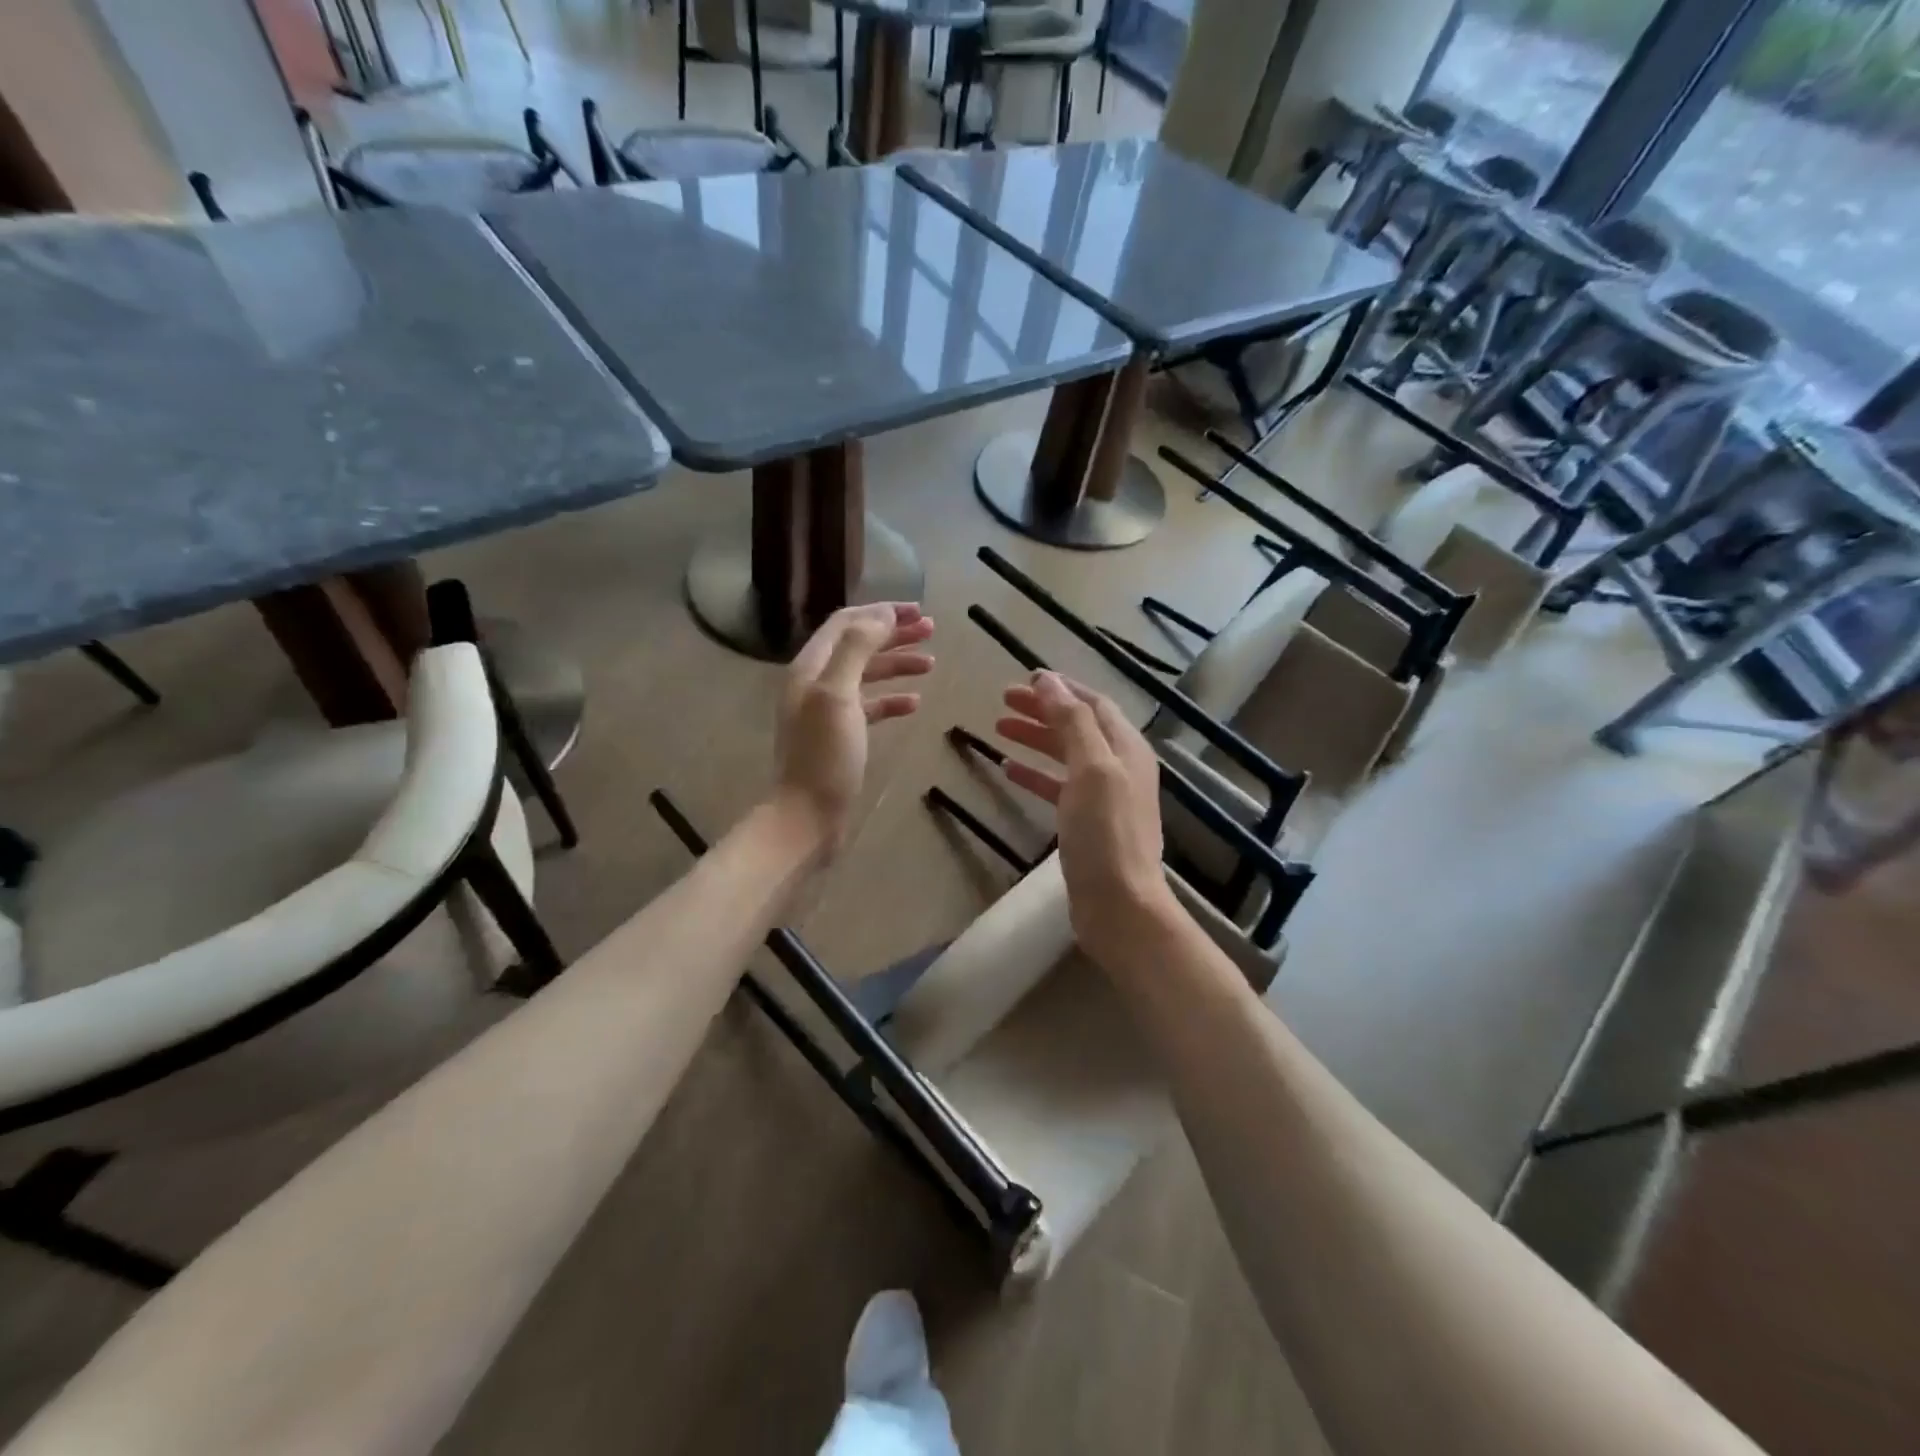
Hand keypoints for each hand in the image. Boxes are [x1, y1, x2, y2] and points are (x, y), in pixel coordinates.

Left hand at [773, 603, 934, 859]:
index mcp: (810, 667)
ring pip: (866, 675)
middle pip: (857, 645)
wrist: (807, 817)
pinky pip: (869, 707)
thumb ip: (857, 649)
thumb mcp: (837, 694)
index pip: (845, 623)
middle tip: (931, 630)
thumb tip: (881, 615)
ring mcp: (827, 711)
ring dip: (897, 664)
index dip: (880, 612)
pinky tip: (914, 702)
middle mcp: (815, 683)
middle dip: (893, 634)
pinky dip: (892, 699)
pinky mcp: (840, 737)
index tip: (917, 610)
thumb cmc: (824, 756)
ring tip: (931, 662)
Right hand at [995, 671, 1175, 956]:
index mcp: (1126, 748)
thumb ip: (1072, 722)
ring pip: (1066, 755)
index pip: (1093, 704)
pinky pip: (1058, 787)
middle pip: (1077, 726)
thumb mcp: (1091, 769)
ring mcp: (1104, 796)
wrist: (1119, 904)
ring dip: (1035, 738)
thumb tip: (1050, 681)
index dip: (1061, 688)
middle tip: (1003, 700)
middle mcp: (1119, 766)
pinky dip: (1035, 774)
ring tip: (998, 728)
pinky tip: (1009, 770)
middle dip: (1043, 710)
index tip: (1026, 678)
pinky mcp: (1087, 823)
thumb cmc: (1105, 833)